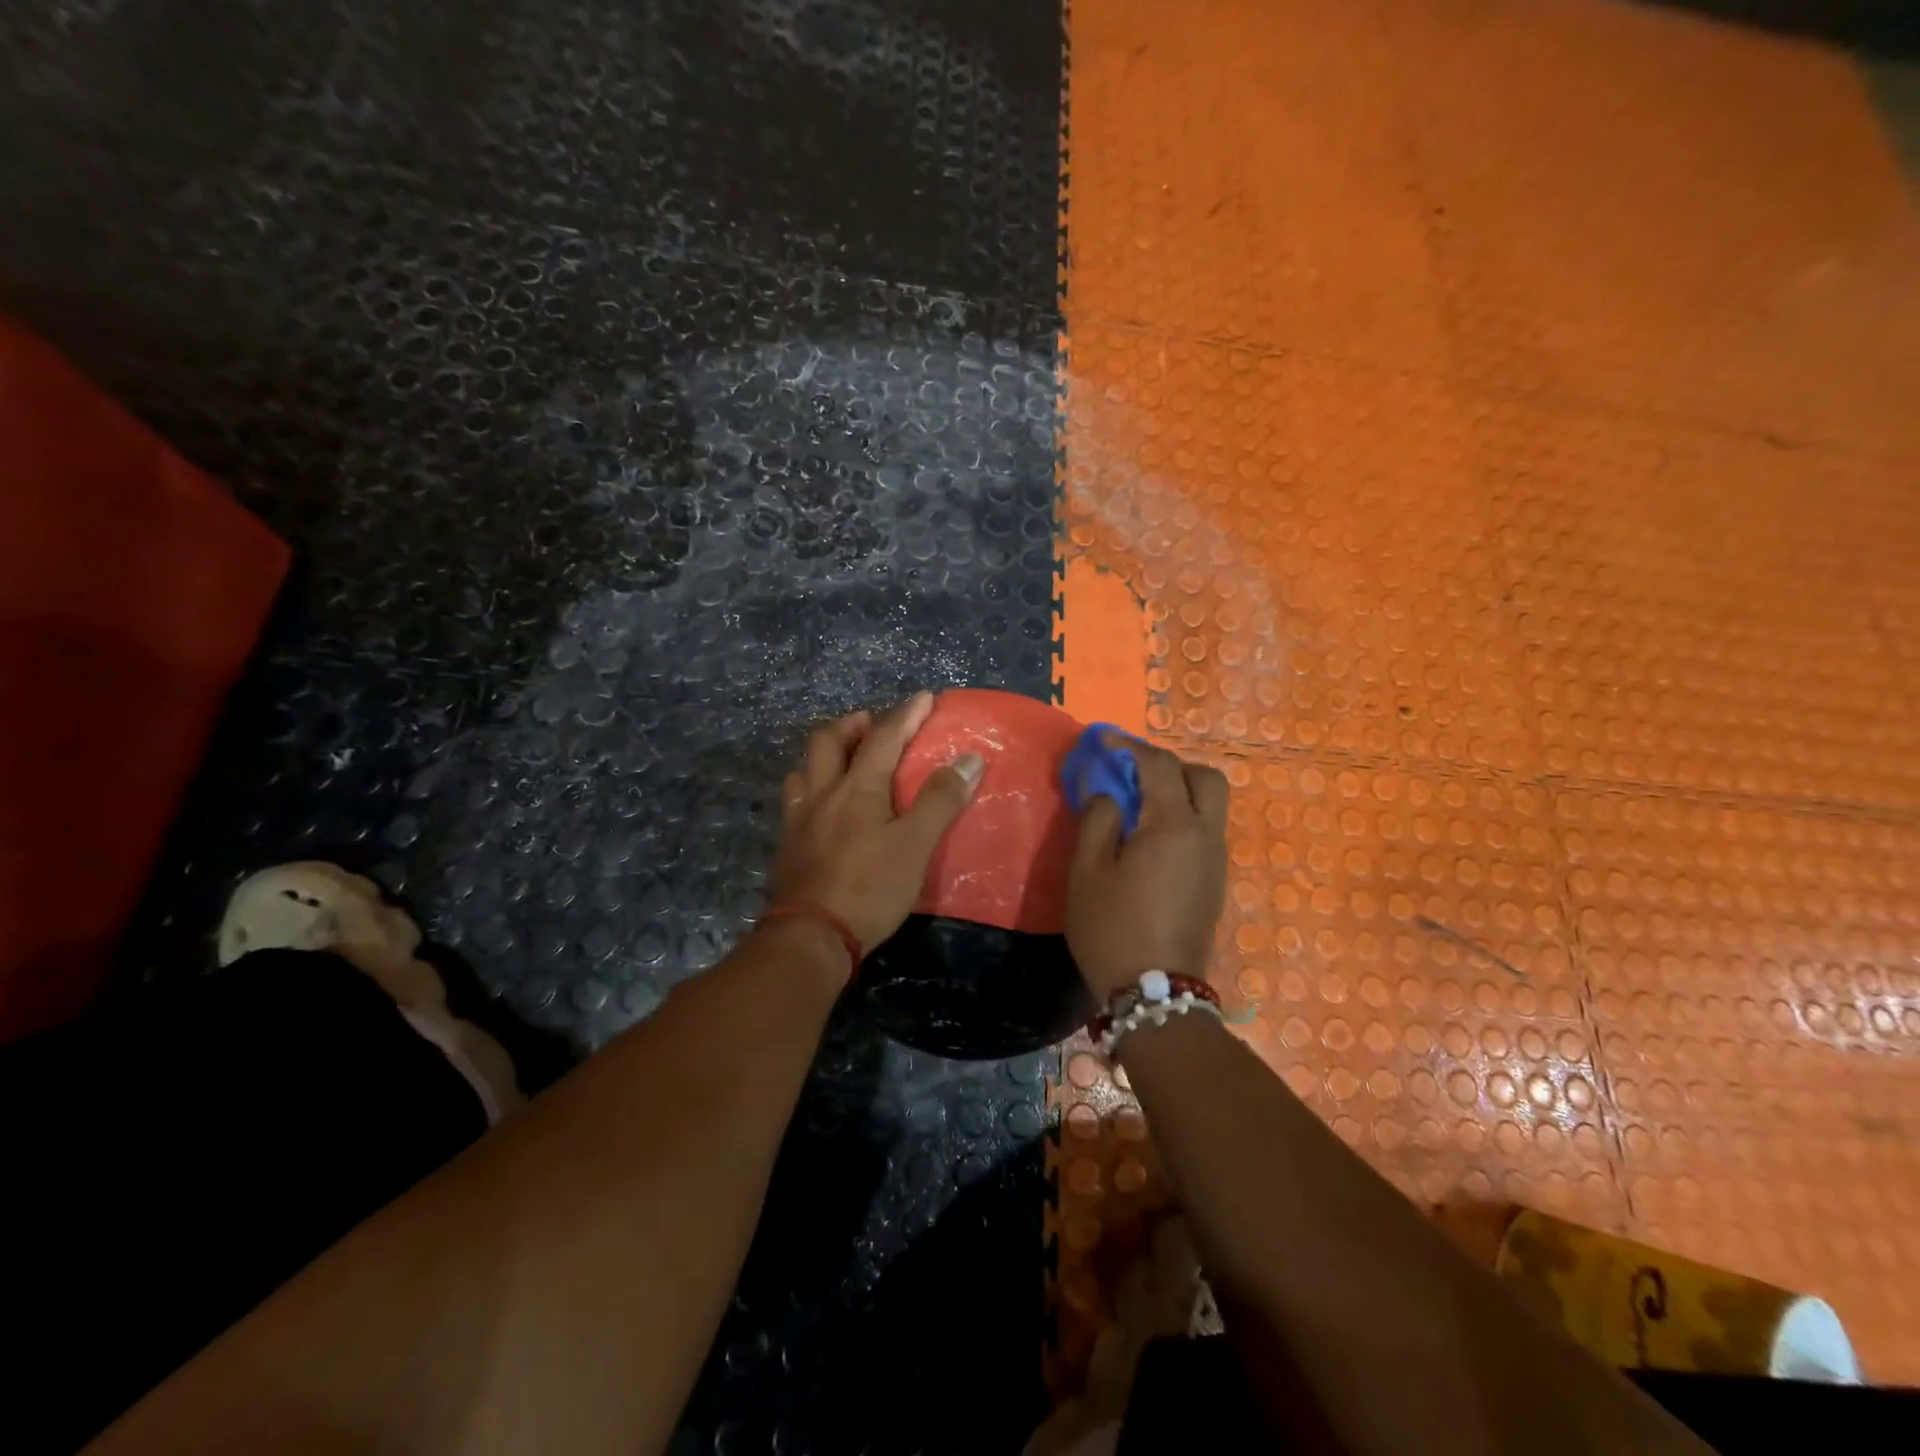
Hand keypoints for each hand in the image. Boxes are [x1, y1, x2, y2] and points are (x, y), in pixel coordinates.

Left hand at [769, 692, 983, 959]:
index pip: (884, 737)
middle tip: (872, 723)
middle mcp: (823, 793)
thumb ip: (941, 800)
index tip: (924, 697)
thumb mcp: (916, 845)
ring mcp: (799, 819)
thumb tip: (970, 758)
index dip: (906, 714)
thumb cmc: (870, 888)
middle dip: (852, 724)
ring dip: (825, 754)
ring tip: (844, 759)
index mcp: (857, 787)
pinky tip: (822, 805)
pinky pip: (795, 800)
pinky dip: (810, 786)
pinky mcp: (787, 845)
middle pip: (828, 741)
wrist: (811, 937)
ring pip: (804, 768)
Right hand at [1066, 734, 1228, 1000]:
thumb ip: (1097, 819)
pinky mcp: (1214, 882)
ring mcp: (1216, 861)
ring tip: (1137, 804)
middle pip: (1205, 779)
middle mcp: (1206, 836)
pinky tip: (1149, 837)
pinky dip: (1183, 816)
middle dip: (1170, 766)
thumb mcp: (1088, 871)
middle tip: (1132, 774)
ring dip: (1178, 791)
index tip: (1103, 742)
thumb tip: (1106, 790)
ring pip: (1210, 805)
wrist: (1155, 994)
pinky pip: (1205, 830)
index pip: (1159, 766)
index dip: (1130, 747)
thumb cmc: (1112, 928)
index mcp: (1174, 826)